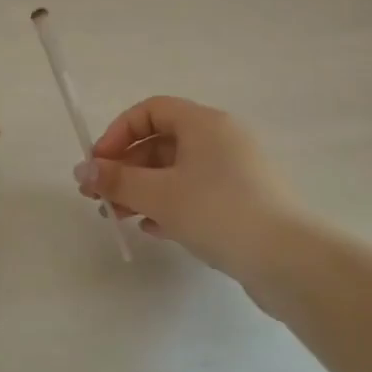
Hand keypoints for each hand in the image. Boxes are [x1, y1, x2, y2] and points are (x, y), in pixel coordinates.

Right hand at [76, 96, 298, 278]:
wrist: (289, 261)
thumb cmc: (218, 211)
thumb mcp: (159, 194)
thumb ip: (117, 181)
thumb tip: (82, 170)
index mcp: (204, 122)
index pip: (150, 111)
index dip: (118, 133)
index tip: (99, 164)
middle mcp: (222, 138)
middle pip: (162, 142)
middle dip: (126, 168)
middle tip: (100, 197)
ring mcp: (236, 171)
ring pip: (177, 171)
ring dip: (143, 190)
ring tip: (119, 217)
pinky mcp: (244, 201)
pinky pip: (196, 193)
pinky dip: (170, 205)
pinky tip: (153, 229)